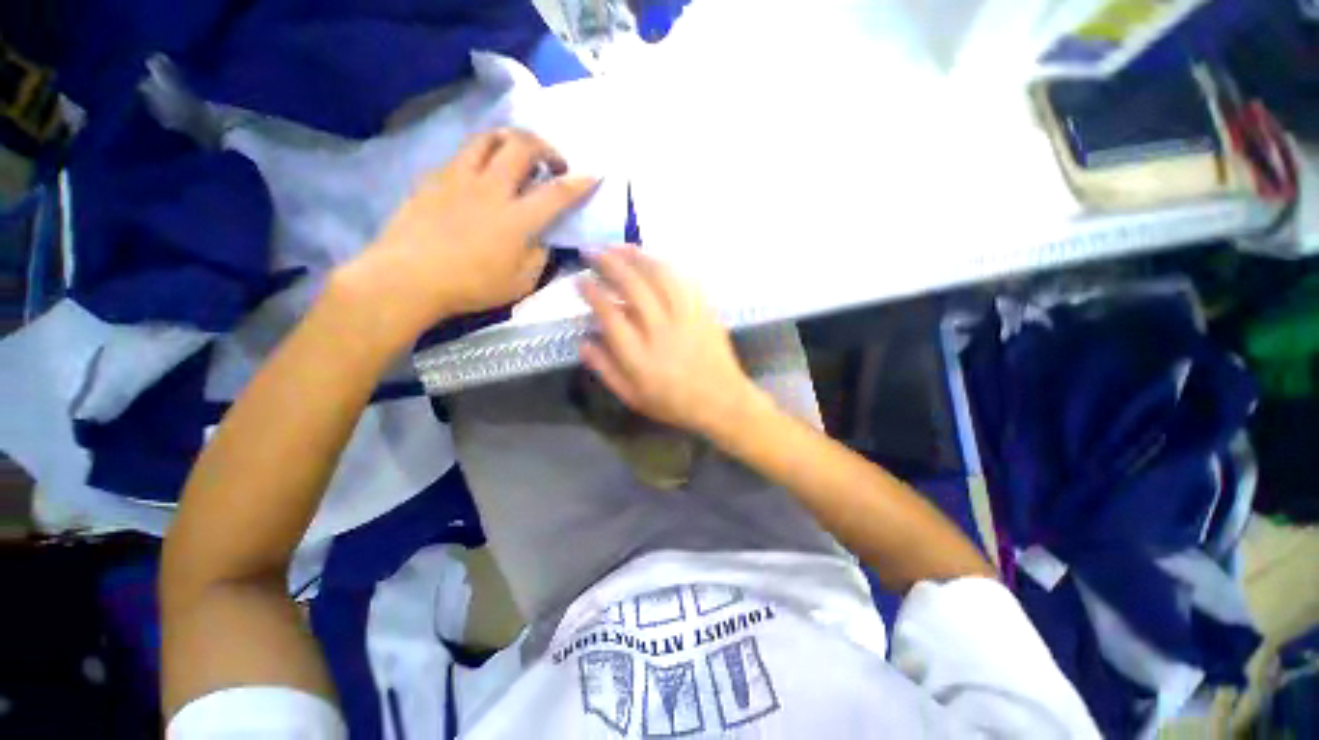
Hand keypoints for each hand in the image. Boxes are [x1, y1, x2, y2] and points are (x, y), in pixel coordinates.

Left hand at [338, 129, 598, 348]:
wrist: (408, 278)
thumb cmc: (470, 287)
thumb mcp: (519, 283)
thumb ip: (539, 257)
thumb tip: (544, 238)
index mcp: (516, 219)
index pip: (556, 193)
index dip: (580, 182)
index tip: (594, 175)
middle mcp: (491, 189)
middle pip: (522, 146)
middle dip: (546, 146)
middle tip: (552, 162)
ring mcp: (459, 178)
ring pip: (488, 138)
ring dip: (511, 139)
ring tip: (517, 153)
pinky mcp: (434, 178)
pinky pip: (462, 154)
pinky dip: (481, 156)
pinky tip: (481, 174)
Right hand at [578, 248, 757, 437]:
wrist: (721, 401)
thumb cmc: (674, 403)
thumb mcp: (633, 397)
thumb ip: (606, 370)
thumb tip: (583, 342)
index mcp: (639, 356)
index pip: (609, 314)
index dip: (592, 293)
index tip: (579, 281)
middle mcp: (661, 330)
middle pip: (632, 287)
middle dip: (608, 264)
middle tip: (592, 252)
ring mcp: (685, 317)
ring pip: (659, 276)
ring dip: (636, 257)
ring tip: (618, 247)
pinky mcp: (704, 311)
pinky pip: (684, 280)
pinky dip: (666, 266)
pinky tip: (653, 259)